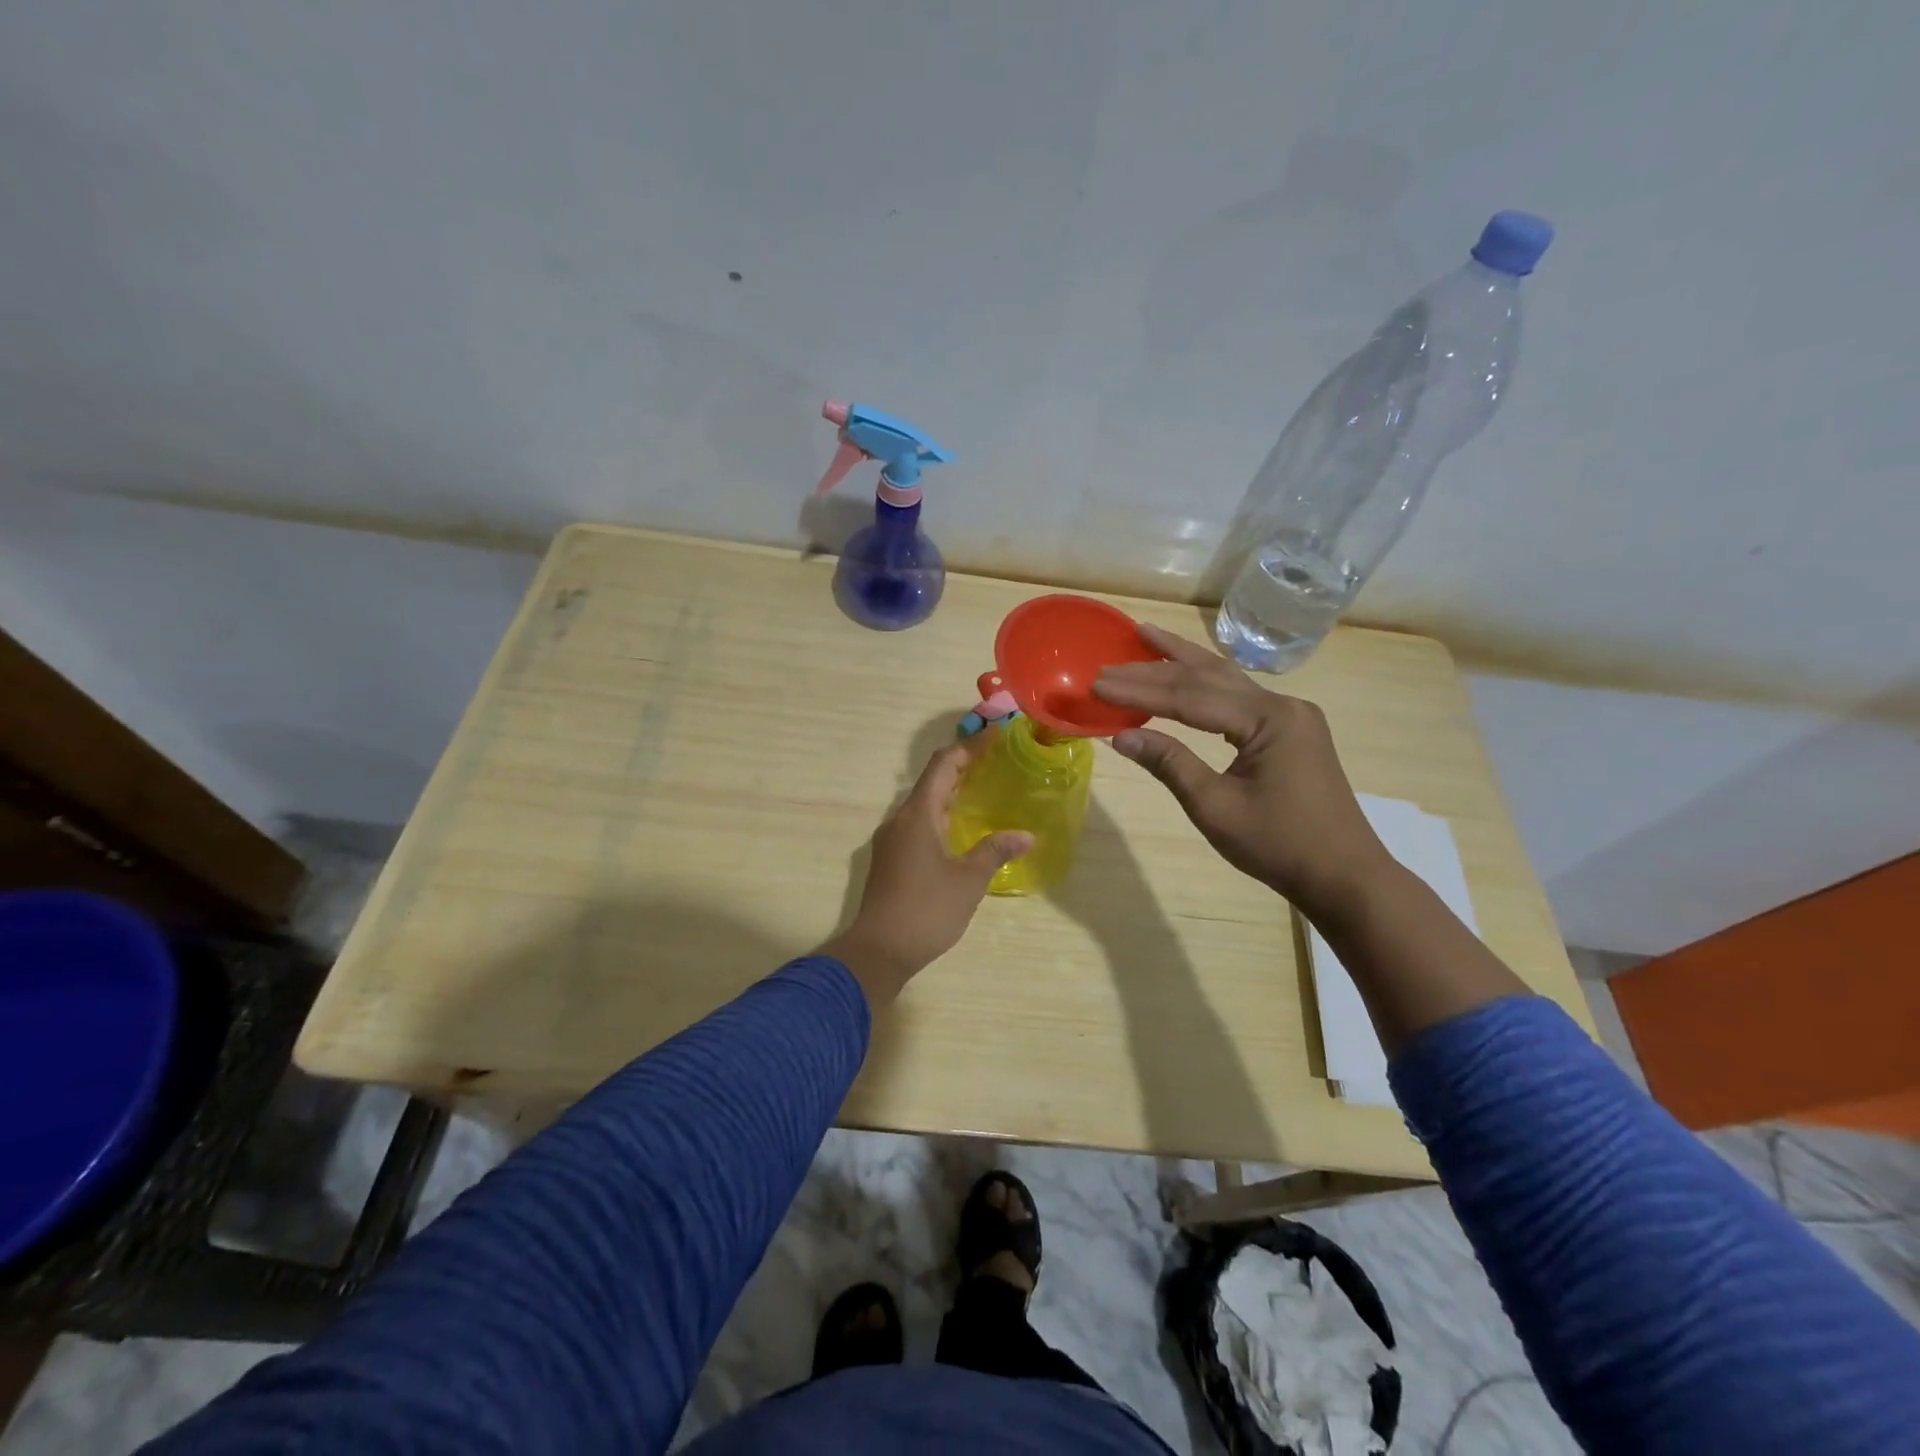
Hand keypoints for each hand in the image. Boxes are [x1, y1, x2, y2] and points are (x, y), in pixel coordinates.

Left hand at [822, 736, 1031, 1005]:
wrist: (878, 950)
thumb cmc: (926, 909)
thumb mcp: (969, 880)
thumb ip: (995, 851)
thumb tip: (1025, 835)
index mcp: (917, 815)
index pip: (943, 765)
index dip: (970, 747)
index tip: (996, 736)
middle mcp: (899, 820)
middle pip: (931, 781)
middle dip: (962, 767)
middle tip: (995, 760)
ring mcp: (891, 840)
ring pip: (923, 805)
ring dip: (950, 793)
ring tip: (982, 789)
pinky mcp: (890, 860)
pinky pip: (917, 824)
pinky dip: (941, 815)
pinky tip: (960, 829)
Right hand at [1094, 623, 1391, 916]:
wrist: (1344, 876)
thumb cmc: (1279, 845)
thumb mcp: (1215, 807)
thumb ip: (1170, 764)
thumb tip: (1122, 736)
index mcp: (1268, 718)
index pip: (1189, 697)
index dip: (1140, 690)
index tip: (1097, 684)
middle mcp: (1282, 704)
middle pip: (1208, 676)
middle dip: (1156, 667)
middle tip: (1111, 656)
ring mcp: (1290, 715)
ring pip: (1226, 680)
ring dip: (1183, 660)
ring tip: (1146, 636)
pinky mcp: (1290, 730)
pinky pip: (1239, 698)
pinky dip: (1205, 685)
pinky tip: (1186, 675)